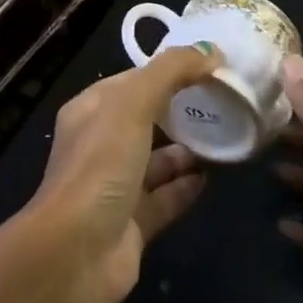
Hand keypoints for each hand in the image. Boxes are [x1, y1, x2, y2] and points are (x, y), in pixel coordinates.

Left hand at [20, 46, 219, 302]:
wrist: (75, 252)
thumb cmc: (100, 166)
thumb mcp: (132, 104)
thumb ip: (170, 73)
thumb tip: (211, 51)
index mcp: (91, 110)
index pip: (133, 81)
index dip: (169, 71)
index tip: (211, 65)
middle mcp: (101, 144)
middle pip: (146, 119)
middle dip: (181, 110)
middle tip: (227, 102)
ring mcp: (116, 186)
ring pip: (157, 161)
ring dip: (187, 150)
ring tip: (227, 137)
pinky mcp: (133, 223)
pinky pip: (165, 198)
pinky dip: (186, 187)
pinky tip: (213, 178)